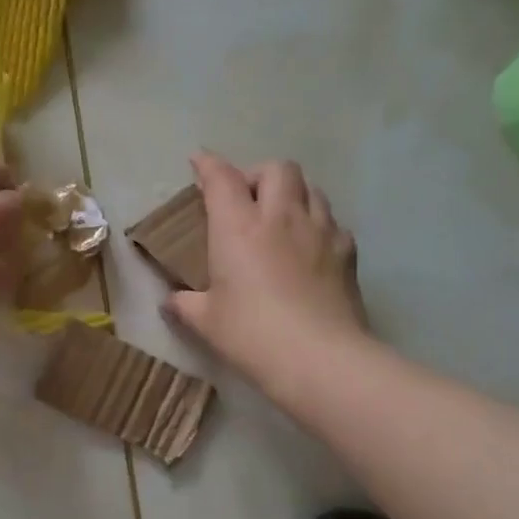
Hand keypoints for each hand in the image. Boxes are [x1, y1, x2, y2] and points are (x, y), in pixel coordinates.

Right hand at [164, 153, 367, 393]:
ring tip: (280, 217)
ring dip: (291, 194)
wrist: (319, 358)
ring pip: (310, 188)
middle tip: (246, 198)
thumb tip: (171, 301)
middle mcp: (281, 217)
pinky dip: (317, 224)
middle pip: (276, 169)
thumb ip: (185, 304)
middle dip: (258, 174)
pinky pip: (332, 221)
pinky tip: (309, 247)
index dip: (208, 165)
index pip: (222, 178)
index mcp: (238, 227)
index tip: (199, 161)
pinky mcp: (347, 252)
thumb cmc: (251, 334)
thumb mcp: (205, 321)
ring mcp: (320, 231)